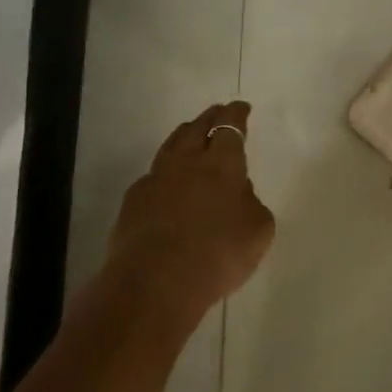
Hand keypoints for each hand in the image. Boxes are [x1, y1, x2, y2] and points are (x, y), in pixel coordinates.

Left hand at [109, 101, 275, 314]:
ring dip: (184, 135)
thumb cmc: (217, 254)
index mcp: (222, 164)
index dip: (236, 115)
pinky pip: (153, 175)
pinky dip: (165, 171)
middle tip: (217, 113)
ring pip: (171, 145)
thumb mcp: (258, 231)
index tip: (241, 108)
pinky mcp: (133, 201)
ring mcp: (156, 179)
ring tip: (191, 134)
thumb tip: (239, 192)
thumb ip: (252, 203)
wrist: (155, 283)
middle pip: (197, 128)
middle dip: (210, 117)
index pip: (230, 127)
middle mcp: (187, 162)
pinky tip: (167, 182)